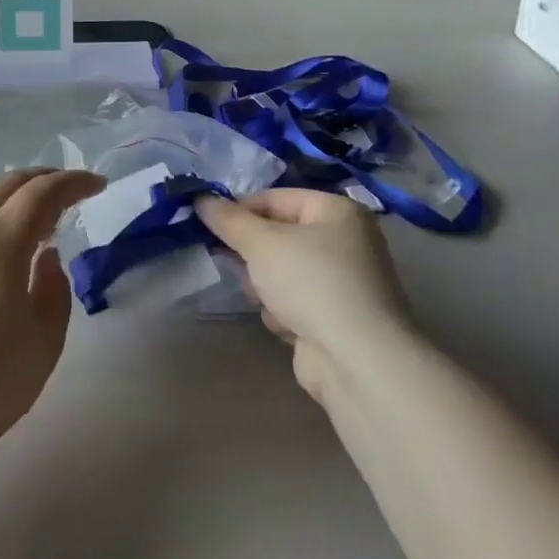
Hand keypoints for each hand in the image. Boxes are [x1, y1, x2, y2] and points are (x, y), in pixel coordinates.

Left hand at [0, 169, 103, 462]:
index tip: (97, 185)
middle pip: (5, 185)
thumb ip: (54, 286)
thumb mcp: (46, 338)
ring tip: (23, 211)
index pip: (41, 194)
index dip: (73, 182)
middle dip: (42, 181)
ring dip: (4, 192)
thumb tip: (45, 255)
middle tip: (67, 193)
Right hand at [195, 189, 406, 400]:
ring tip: (262, 297)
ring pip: (284, 270)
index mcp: (337, 211)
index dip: (240, 209)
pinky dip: (284, 310)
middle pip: (280, 235)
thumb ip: (228, 219)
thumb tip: (201, 198)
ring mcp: (345, 281)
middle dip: (253, 252)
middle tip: (228, 260)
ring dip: (266, 284)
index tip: (210, 225)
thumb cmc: (311, 282)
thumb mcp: (262, 243)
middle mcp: (346, 240)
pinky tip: (284, 324)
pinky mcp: (338, 316)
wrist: (358, 359)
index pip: (276, 198)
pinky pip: (297, 300)